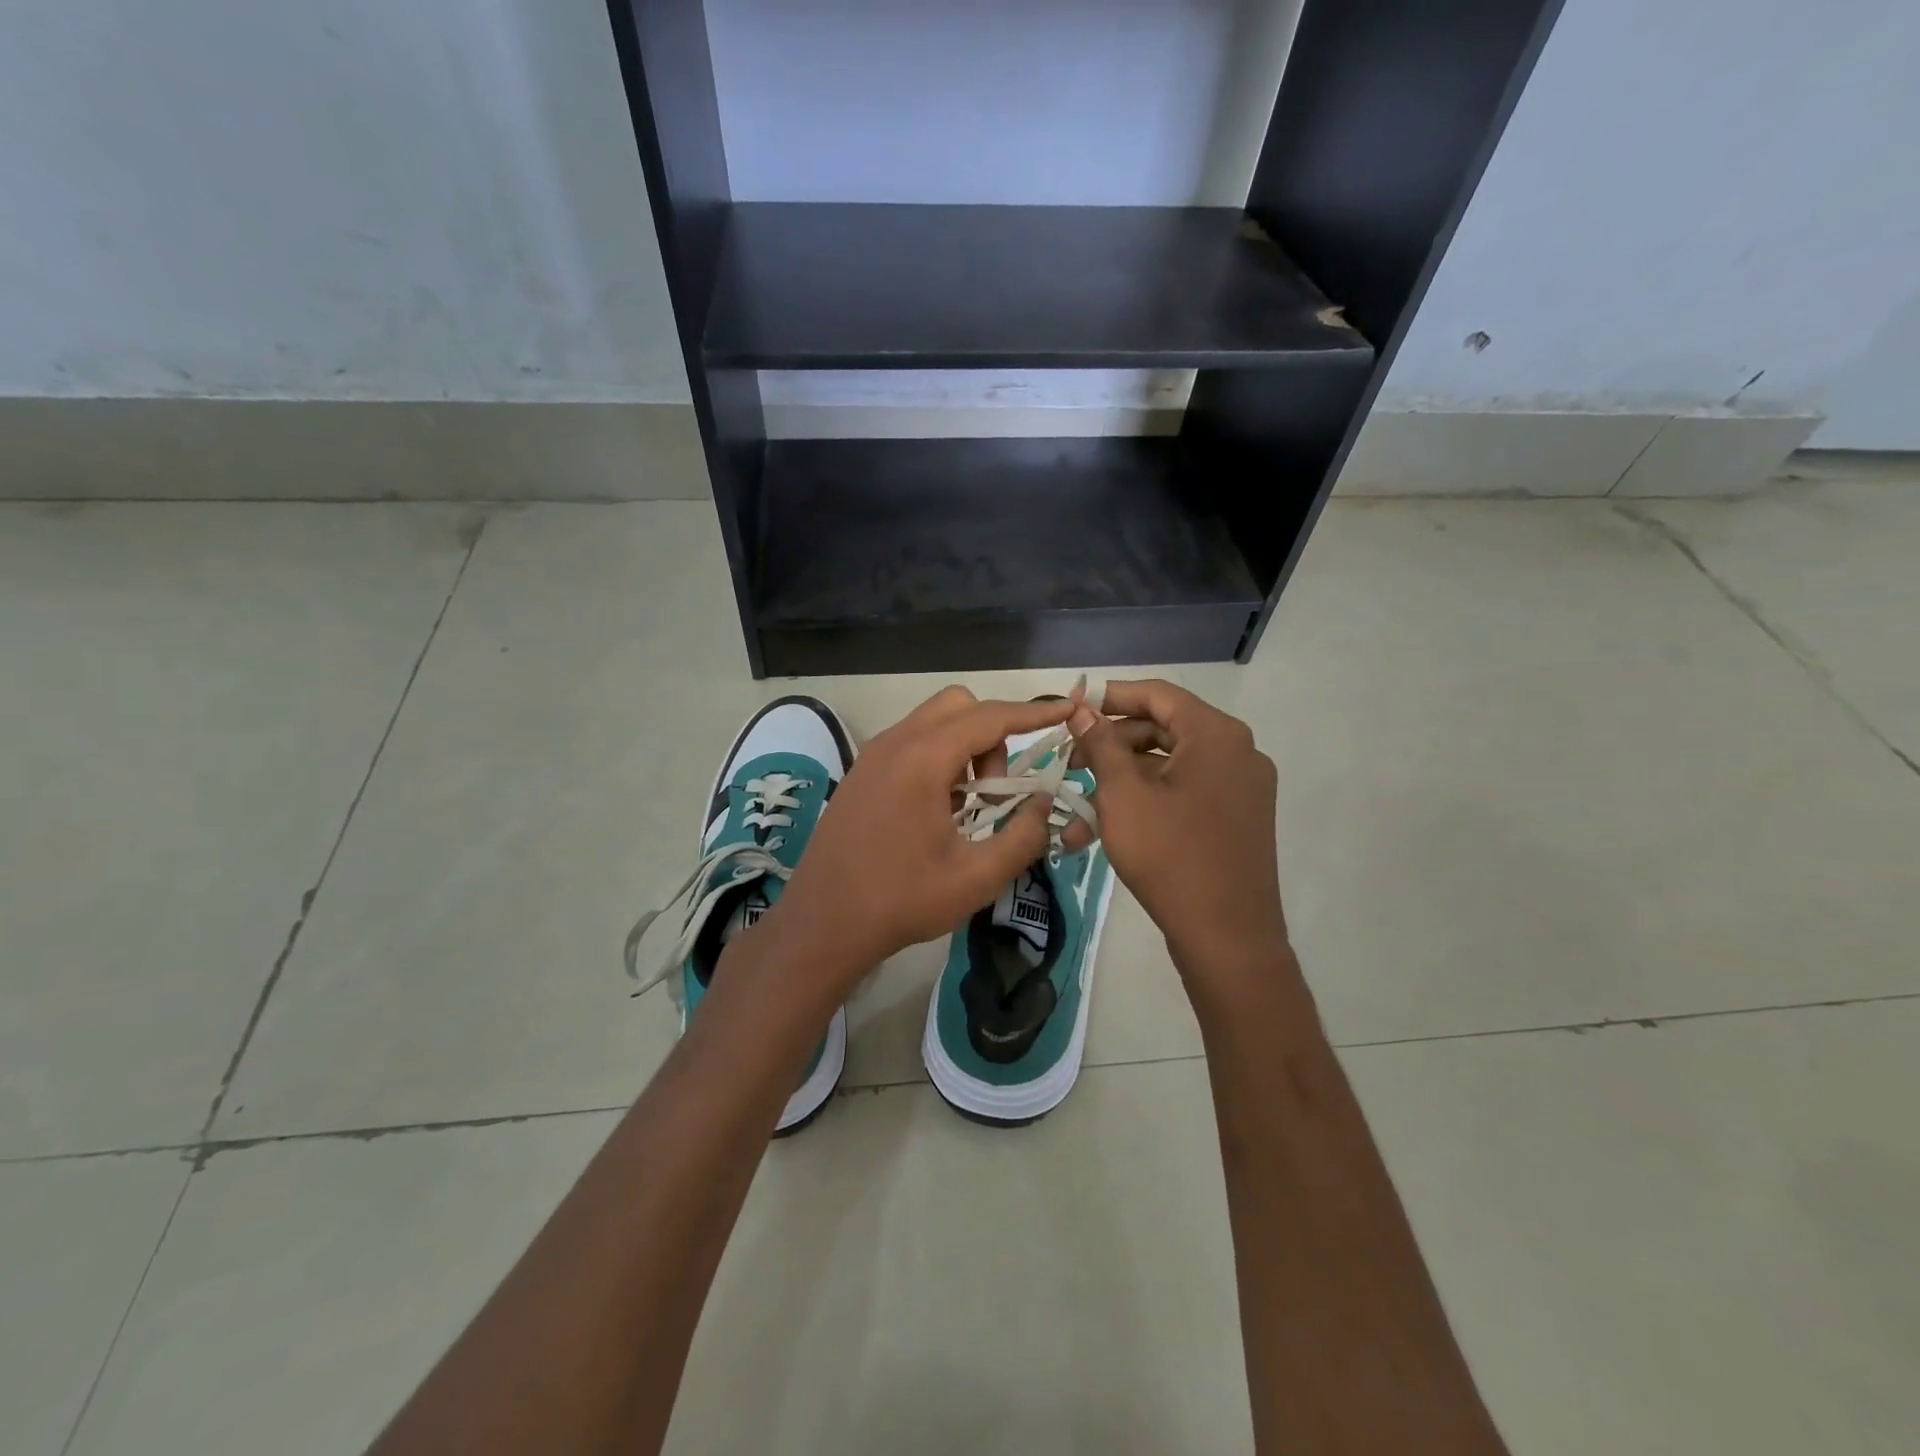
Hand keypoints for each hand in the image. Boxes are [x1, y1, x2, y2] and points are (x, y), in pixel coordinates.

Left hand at [771, 686, 1072, 985]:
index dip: (1034, 712)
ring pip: (933, 722)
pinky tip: (940, 810)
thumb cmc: (901, 901)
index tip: (1068, 710)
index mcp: (922, 760)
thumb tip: (1045, 805)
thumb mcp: (975, 877)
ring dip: (965, 746)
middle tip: (999, 788)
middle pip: (959, 705)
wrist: (822, 924)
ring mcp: (872, 756)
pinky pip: (911, 743)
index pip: (990, 717)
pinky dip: (939, 757)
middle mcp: (894, 743)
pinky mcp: (861, 773)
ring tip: (971, 804)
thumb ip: (1022, 836)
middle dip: (993, 732)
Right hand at [1067, 680, 1290, 987]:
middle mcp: (1237, 752)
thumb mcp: (1123, 795)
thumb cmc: (1170, 856)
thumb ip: (1101, 744)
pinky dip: (1147, 802)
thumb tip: (1082, 709)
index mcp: (1216, 735)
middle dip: (1111, 745)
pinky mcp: (1237, 819)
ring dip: (1121, 781)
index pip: (1157, 694)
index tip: (1071, 708)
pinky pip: (1184, 793)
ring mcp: (1241, 787)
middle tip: (1070, 762)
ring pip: (1169, 767)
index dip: (1110, 696)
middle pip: (1163, 729)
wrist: (1228, 937)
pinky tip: (1105, 828)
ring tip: (1077, 807)